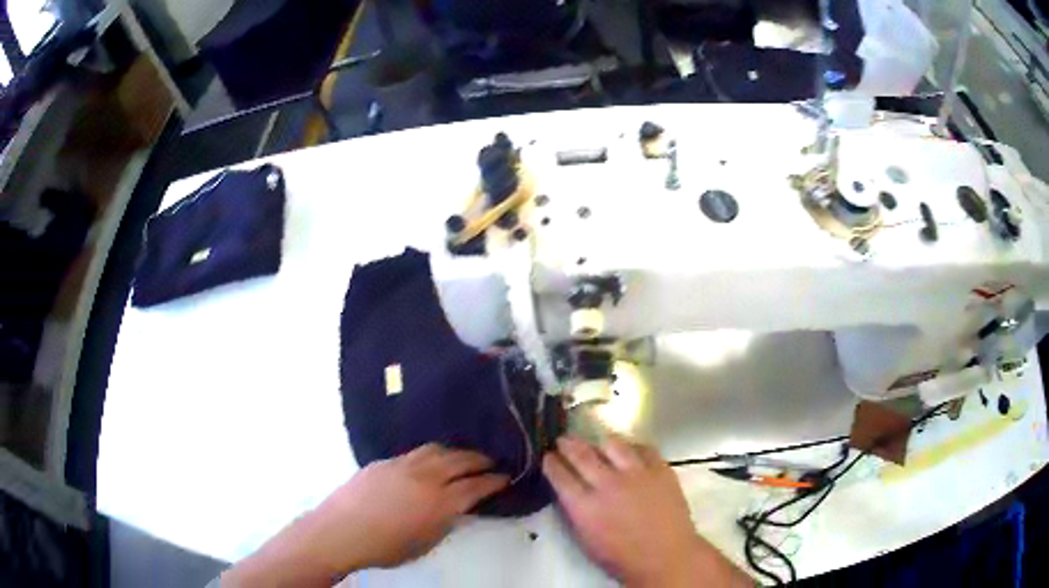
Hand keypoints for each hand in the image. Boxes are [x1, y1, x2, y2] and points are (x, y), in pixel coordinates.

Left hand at [319, 444, 509, 568]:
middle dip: (480, 460)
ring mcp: (403, 465)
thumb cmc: (386, 547)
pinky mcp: (384, 461)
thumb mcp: (426, 543)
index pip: (476, 486)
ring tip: (462, 457)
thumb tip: (458, 509)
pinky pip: (415, 452)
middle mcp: (425, 477)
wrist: (342, 530)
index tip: (505, 477)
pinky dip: (431, 454)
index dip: (494, 481)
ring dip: (455, 452)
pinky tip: (429, 461)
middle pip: (460, 460)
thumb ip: (446, 522)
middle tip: (491, 462)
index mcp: (440, 503)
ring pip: (437, 450)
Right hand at [543, 436, 749, 587]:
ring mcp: (636, 473)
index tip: (547, 457)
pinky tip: (629, 450)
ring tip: (597, 442)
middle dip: (567, 444)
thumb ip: (576, 512)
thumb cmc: (623, 557)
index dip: (550, 463)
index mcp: (584, 506)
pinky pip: (643, 448)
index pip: (559, 475)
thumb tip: (569, 493)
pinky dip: (632, 447)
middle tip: (563, 440)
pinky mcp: (660, 469)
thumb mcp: (586, 539)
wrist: (666, 556)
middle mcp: (607, 484)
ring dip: (599, 442)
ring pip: (612, 444)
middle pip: (581, 454)